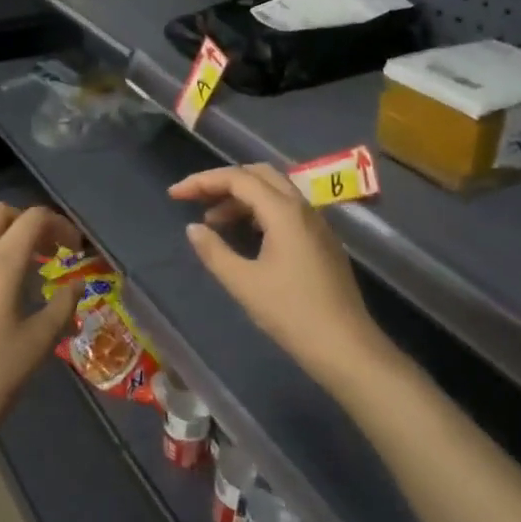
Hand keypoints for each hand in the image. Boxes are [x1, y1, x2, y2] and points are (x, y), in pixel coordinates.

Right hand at [169, 165, 386, 393]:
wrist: (345, 346)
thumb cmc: (291, 313)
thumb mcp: (243, 283)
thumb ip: (214, 251)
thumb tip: (194, 228)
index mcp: (283, 211)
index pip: (237, 178)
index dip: (202, 181)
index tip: (175, 194)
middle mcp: (302, 207)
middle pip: (259, 175)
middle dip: (223, 182)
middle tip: (196, 200)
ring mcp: (317, 223)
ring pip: (275, 192)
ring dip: (242, 198)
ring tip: (214, 222)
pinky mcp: (322, 241)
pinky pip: (287, 210)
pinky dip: (260, 211)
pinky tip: (246, 236)